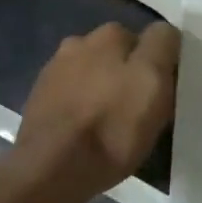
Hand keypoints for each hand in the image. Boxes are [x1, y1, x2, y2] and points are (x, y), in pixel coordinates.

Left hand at [15, 21, 179, 196]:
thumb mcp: (153, 82)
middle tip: (138, 107)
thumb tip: (163, 34)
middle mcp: (79, 41)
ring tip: (109, 122)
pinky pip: (72, 95)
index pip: (151, 38)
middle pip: (118, 54)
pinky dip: (81, 105)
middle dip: (128, 73)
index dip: (160, 64)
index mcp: (110, 34)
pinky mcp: (38, 98)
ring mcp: (54, 70)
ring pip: (93, 74)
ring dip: (102, 88)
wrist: (51, 168)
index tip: (162, 92)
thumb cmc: (112, 125)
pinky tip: (84, 130)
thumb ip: (162, 46)